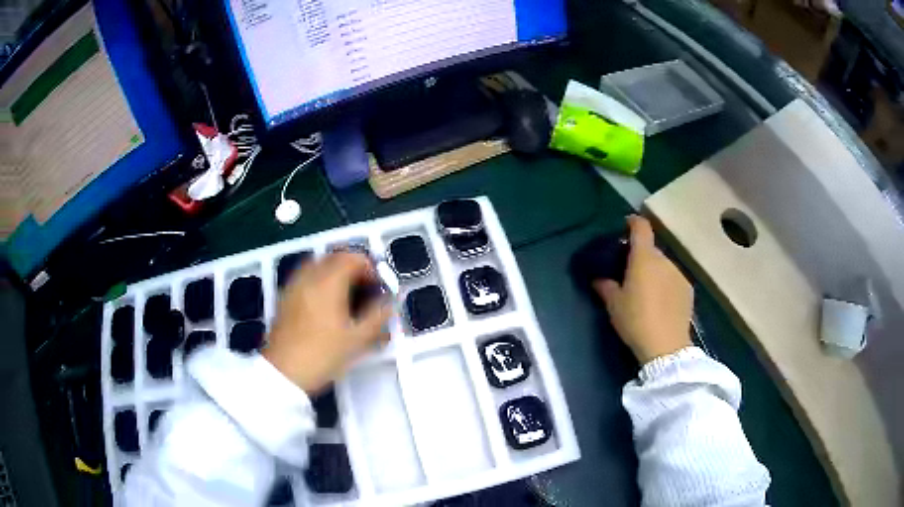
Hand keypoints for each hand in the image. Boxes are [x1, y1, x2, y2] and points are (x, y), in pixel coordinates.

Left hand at [263, 253, 390, 393]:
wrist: (283, 373)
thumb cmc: (322, 355)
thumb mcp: (357, 340)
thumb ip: (377, 317)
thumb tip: (389, 303)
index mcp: (328, 282)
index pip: (353, 259)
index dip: (371, 269)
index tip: (380, 288)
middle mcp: (309, 277)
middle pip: (334, 257)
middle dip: (354, 268)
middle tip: (367, 289)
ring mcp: (294, 286)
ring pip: (318, 265)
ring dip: (337, 273)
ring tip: (348, 296)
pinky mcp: (285, 298)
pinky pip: (306, 277)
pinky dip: (321, 281)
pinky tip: (327, 305)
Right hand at [594, 216, 692, 363]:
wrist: (666, 346)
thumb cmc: (636, 321)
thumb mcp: (614, 305)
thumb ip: (605, 286)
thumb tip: (598, 278)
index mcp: (644, 258)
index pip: (641, 227)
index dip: (633, 222)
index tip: (626, 225)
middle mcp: (664, 260)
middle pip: (651, 250)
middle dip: (641, 256)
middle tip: (630, 272)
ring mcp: (679, 274)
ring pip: (663, 265)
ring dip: (655, 272)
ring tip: (647, 292)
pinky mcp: (688, 289)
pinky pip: (673, 279)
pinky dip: (666, 284)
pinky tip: (661, 303)